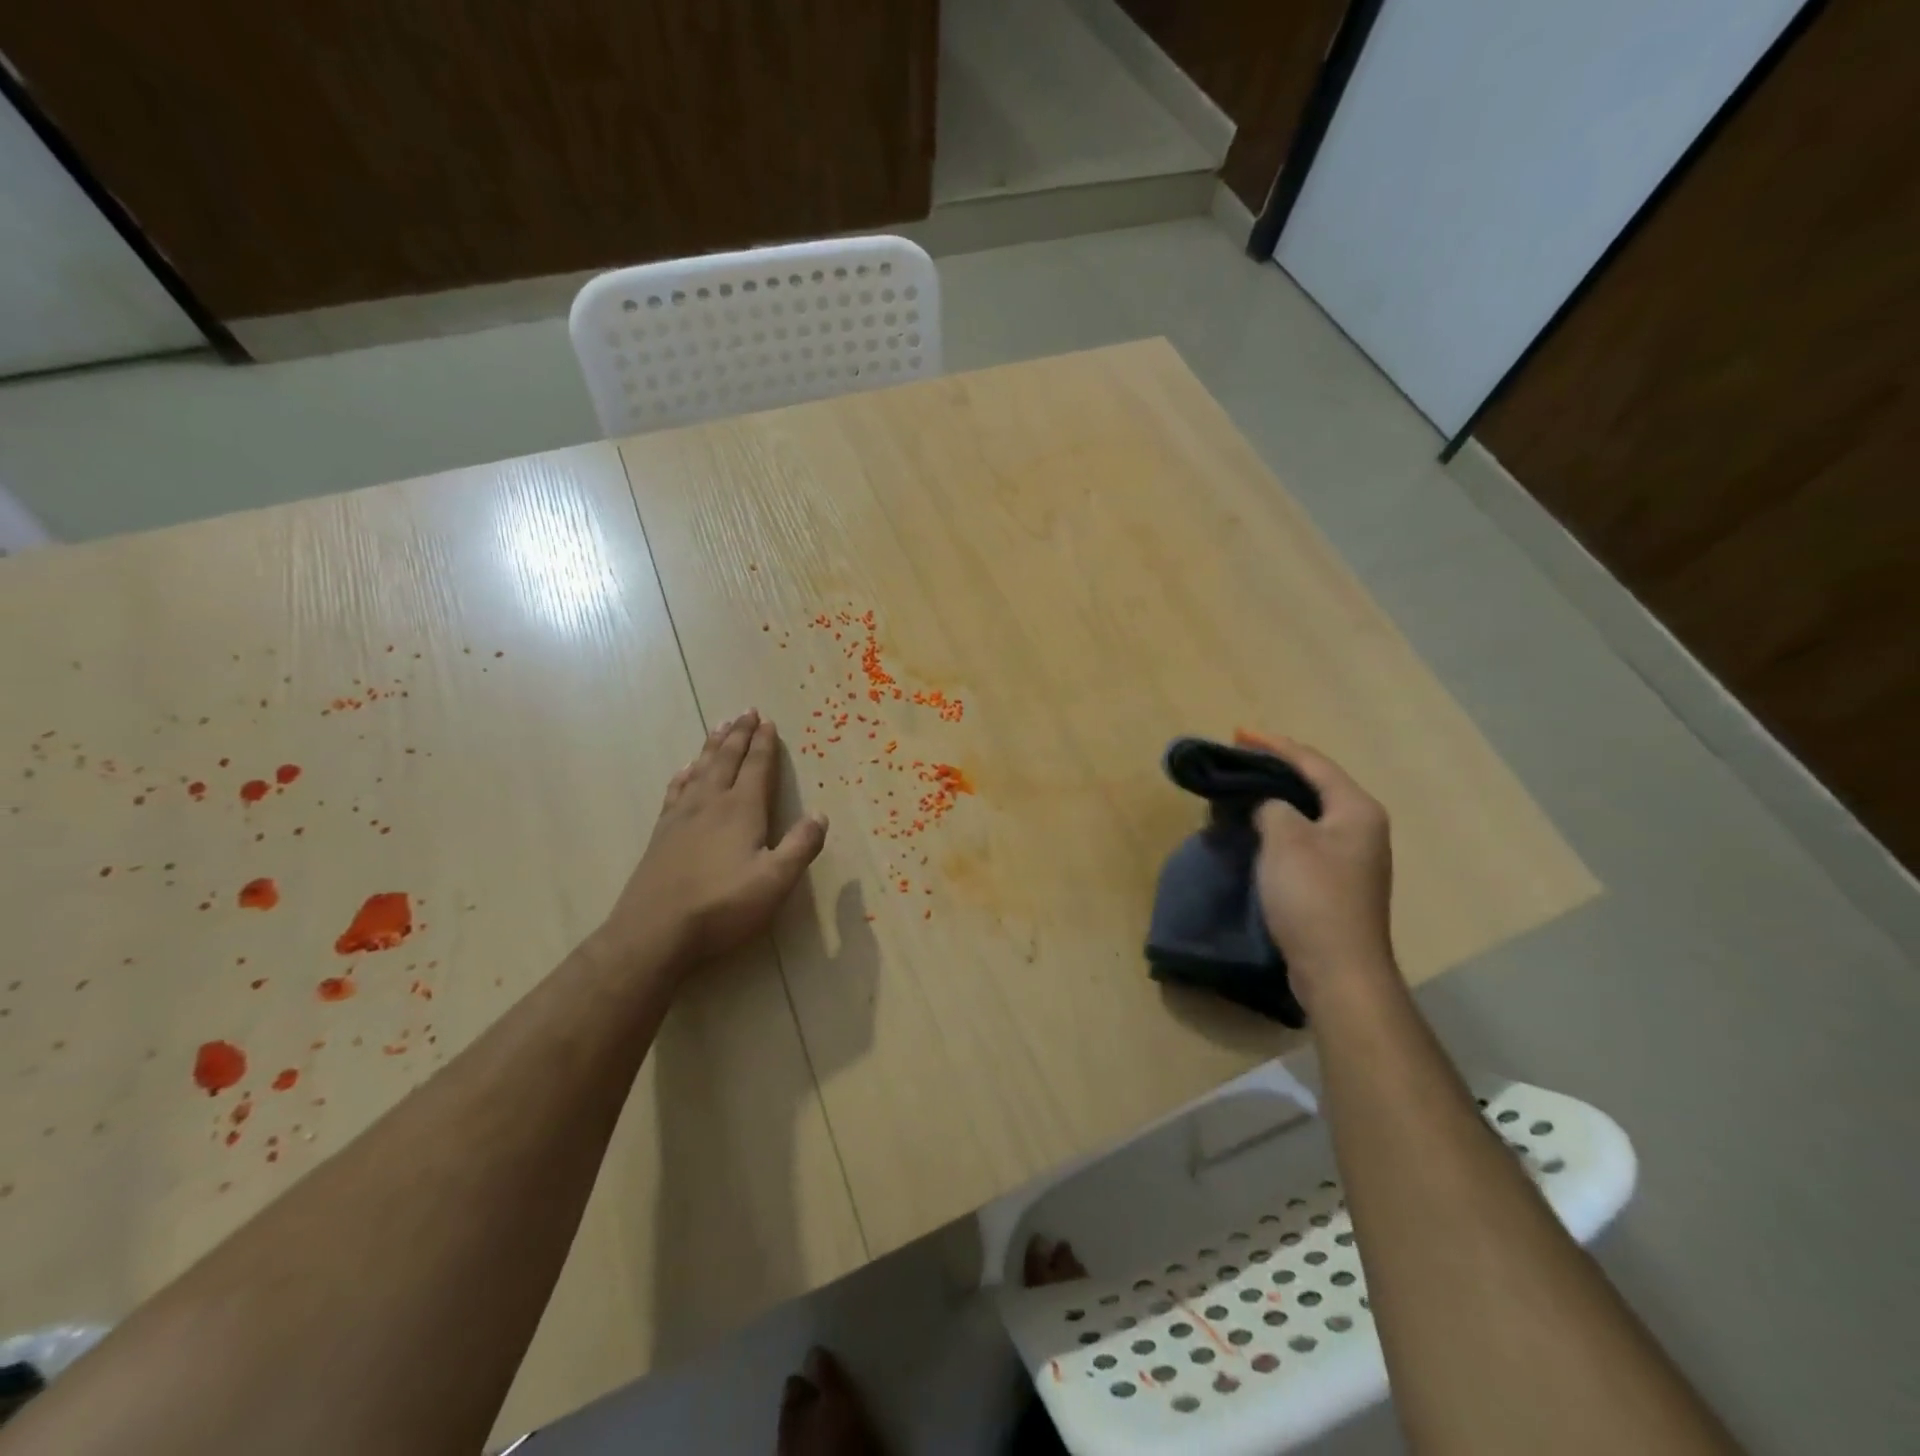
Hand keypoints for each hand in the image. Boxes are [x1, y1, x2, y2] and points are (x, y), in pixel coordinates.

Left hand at [599, 710, 827, 976]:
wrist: (654, 932)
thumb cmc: (722, 906)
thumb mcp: (775, 881)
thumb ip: (801, 846)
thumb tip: (821, 815)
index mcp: (741, 810)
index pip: (757, 767)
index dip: (764, 744)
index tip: (768, 722)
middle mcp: (710, 803)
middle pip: (726, 759)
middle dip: (739, 735)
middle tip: (746, 712)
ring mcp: (681, 816)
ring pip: (700, 769)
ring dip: (713, 747)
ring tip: (719, 727)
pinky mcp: (662, 834)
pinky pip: (676, 790)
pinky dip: (685, 774)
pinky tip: (686, 771)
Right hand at [1254, 737, 1395, 1009]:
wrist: (1338, 969)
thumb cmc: (1313, 896)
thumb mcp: (1285, 839)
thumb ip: (1271, 806)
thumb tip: (1268, 806)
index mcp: (1356, 809)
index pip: (1312, 762)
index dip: (1273, 745)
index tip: (1238, 734)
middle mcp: (1361, 827)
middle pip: (1314, 784)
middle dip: (1274, 769)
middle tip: (1237, 759)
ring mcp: (1351, 856)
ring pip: (1308, 812)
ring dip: (1274, 798)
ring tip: (1241, 790)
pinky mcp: (1337, 881)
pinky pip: (1304, 838)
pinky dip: (1279, 826)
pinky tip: (1256, 829)